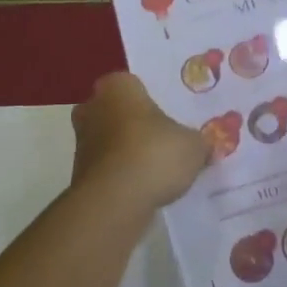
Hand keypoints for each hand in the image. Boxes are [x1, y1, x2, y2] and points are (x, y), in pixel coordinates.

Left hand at [71, 73, 212, 211]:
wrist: (114, 202)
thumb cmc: (154, 155)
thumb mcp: (193, 146)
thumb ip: (200, 142)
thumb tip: (206, 146)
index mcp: (117, 87)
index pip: (136, 84)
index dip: (154, 99)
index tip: (172, 115)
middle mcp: (92, 107)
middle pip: (120, 111)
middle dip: (139, 124)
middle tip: (167, 139)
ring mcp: (82, 141)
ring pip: (112, 140)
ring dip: (129, 151)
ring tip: (159, 168)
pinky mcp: (79, 173)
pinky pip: (108, 167)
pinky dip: (122, 174)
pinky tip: (145, 187)